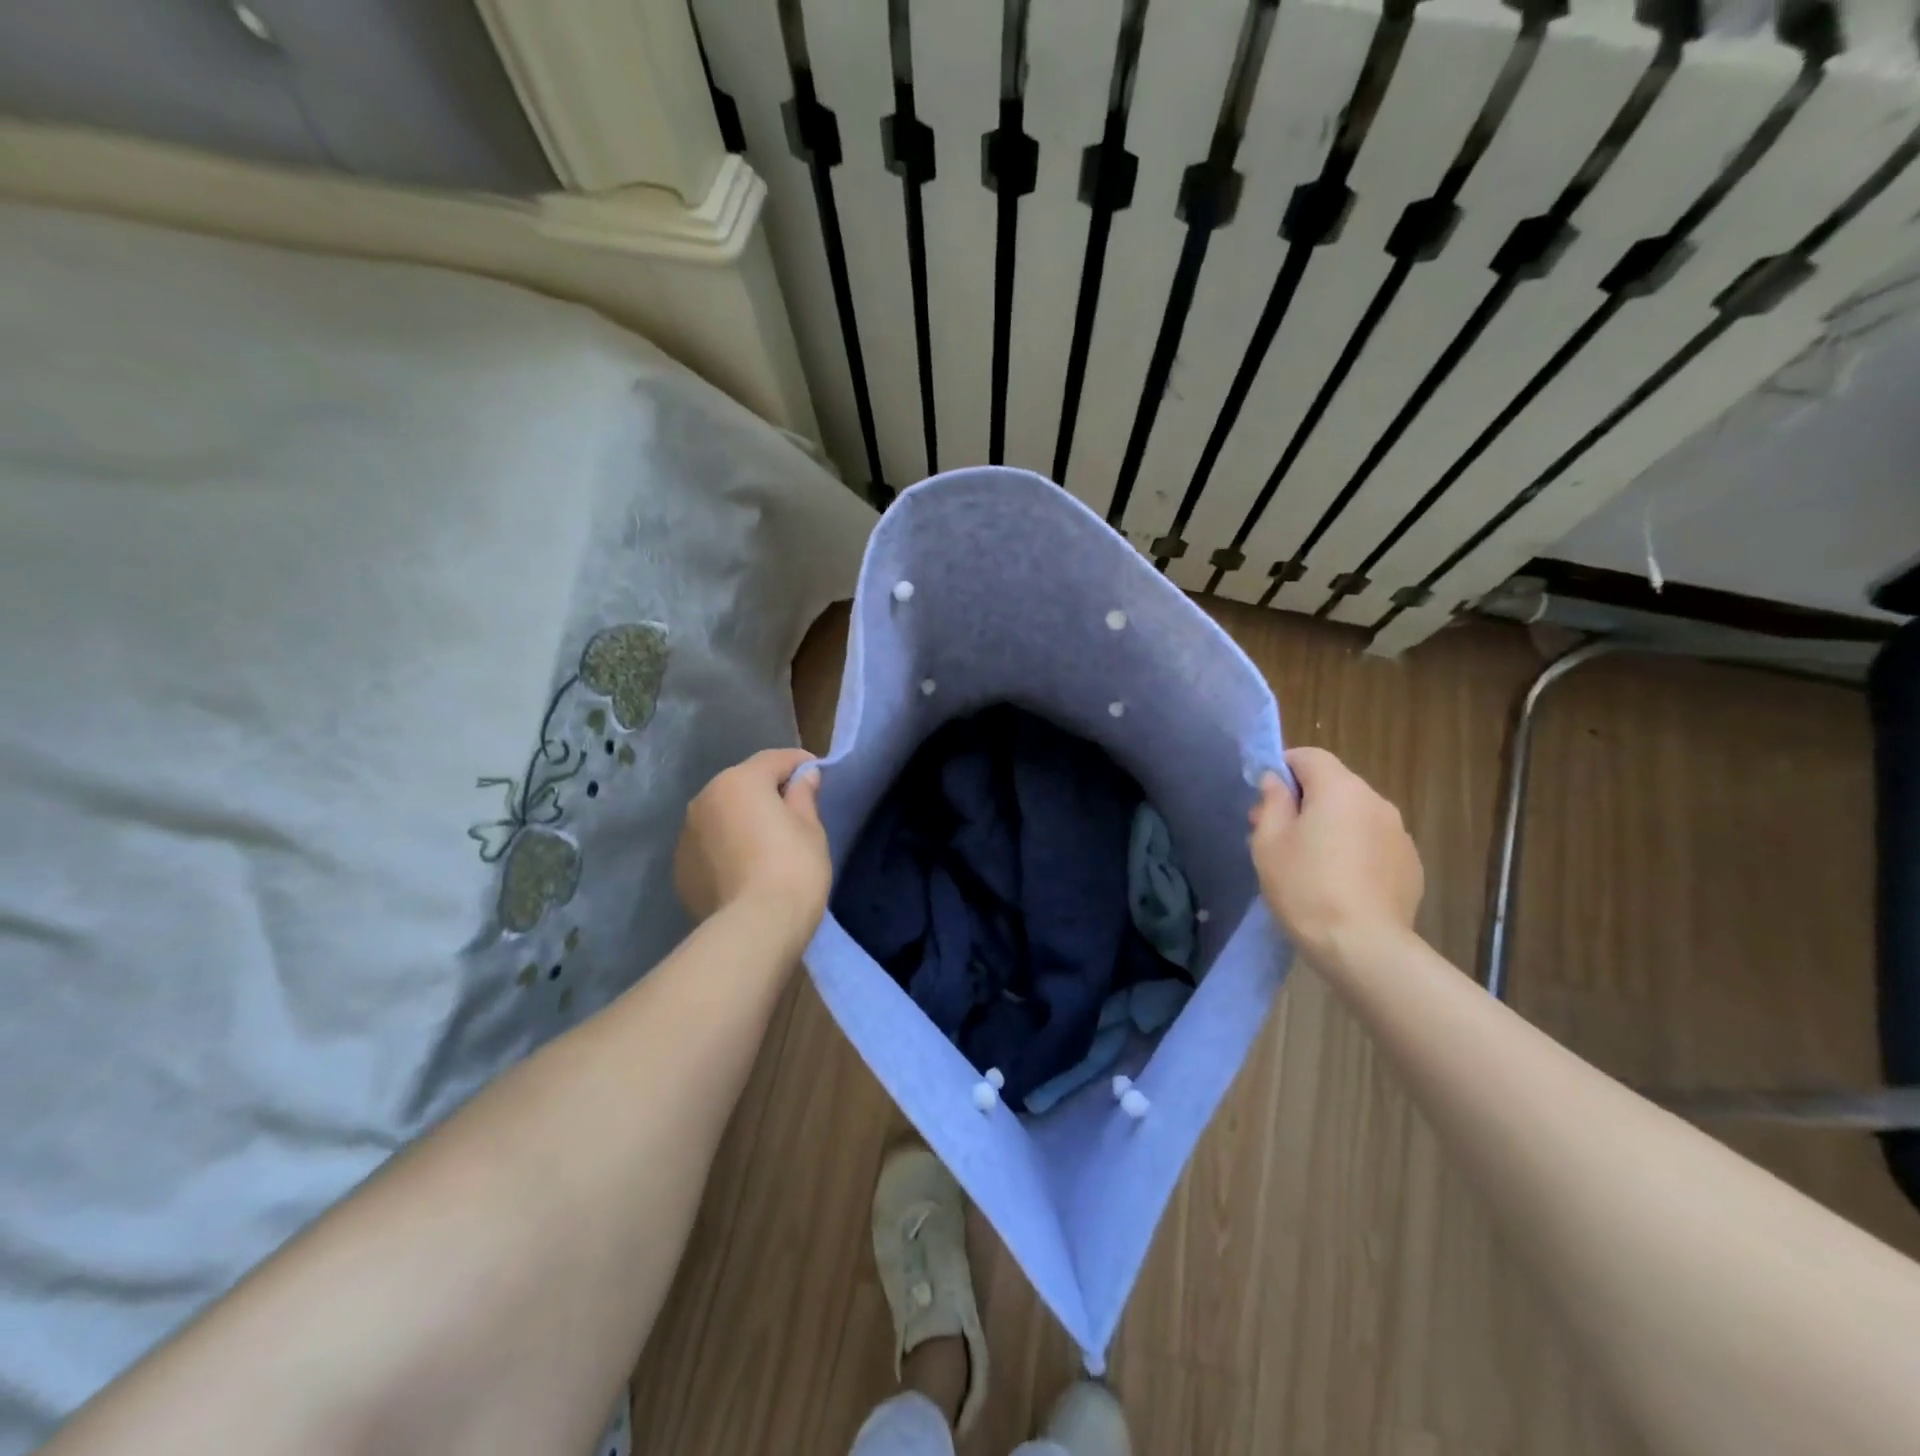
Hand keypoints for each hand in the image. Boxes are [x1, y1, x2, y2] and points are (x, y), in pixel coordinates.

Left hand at [674, 748, 830, 937]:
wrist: (755, 928)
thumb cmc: (793, 868)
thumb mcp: (810, 827)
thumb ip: (804, 795)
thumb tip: (803, 777)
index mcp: (739, 781)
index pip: (774, 759)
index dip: (800, 764)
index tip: (818, 775)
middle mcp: (704, 799)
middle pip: (742, 784)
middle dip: (767, 791)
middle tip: (794, 811)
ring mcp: (687, 835)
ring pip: (722, 815)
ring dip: (742, 819)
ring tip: (767, 843)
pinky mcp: (681, 868)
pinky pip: (710, 845)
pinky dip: (727, 847)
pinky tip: (746, 868)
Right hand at [1249, 746, 1423, 970]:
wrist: (1363, 946)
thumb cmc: (1305, 887)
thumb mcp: (1269, 842)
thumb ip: (1272, 802)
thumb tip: (1276, 782)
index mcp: (1340, 788)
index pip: (1309, 756)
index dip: (1283, 768)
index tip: (1265, 797)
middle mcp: (1376, 801)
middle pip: (1333, 785)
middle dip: (1304, 801)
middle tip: (1276, 834)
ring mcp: (1398, 833)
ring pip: (1354, 815)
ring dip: (1330, 826)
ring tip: (1308, 863)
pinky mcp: (1411, 864)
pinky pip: (1373, 842)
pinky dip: (1353, 850)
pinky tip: (1338, 883)